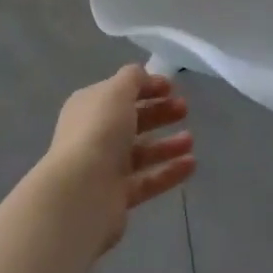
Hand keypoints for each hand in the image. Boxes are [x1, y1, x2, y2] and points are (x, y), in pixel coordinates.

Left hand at [41, 64, 195, 252]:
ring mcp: (105, 167)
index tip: (172, 87)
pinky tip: (191, 164)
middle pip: (132, 121)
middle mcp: (95, 135)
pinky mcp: (118, 196)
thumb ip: (133, 79)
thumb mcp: (117, 91)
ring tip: (190, 140)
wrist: (81, 193)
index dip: (146, 86)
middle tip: (184, 109)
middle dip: (159, 112)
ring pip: (142, 152)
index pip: (120, 92)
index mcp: (90, 107)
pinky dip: (169, 171)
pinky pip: (148, 180)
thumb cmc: (99, 131)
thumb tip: (143, 76)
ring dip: (167, 144)